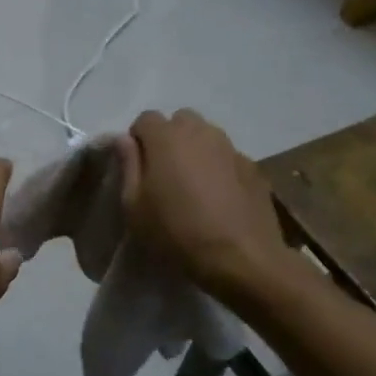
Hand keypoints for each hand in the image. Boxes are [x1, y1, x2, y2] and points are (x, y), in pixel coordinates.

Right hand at [116, 109, 287, 298]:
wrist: (240, 256)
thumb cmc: (176, 231)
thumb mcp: (134, 206)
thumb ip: (128, 165)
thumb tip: (123, 139)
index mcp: (166, 137)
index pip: (145, 118)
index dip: (138, 140)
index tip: (138, 168)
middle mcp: (200, 131)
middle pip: (179, 120)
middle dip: (169, 138)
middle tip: (165, 172)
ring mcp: (230, 147)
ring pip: (206, 135)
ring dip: (195, 150)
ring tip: (193, 184)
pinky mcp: (252, 166)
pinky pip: (227, 156)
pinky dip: (219, 167)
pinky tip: (219, 197)